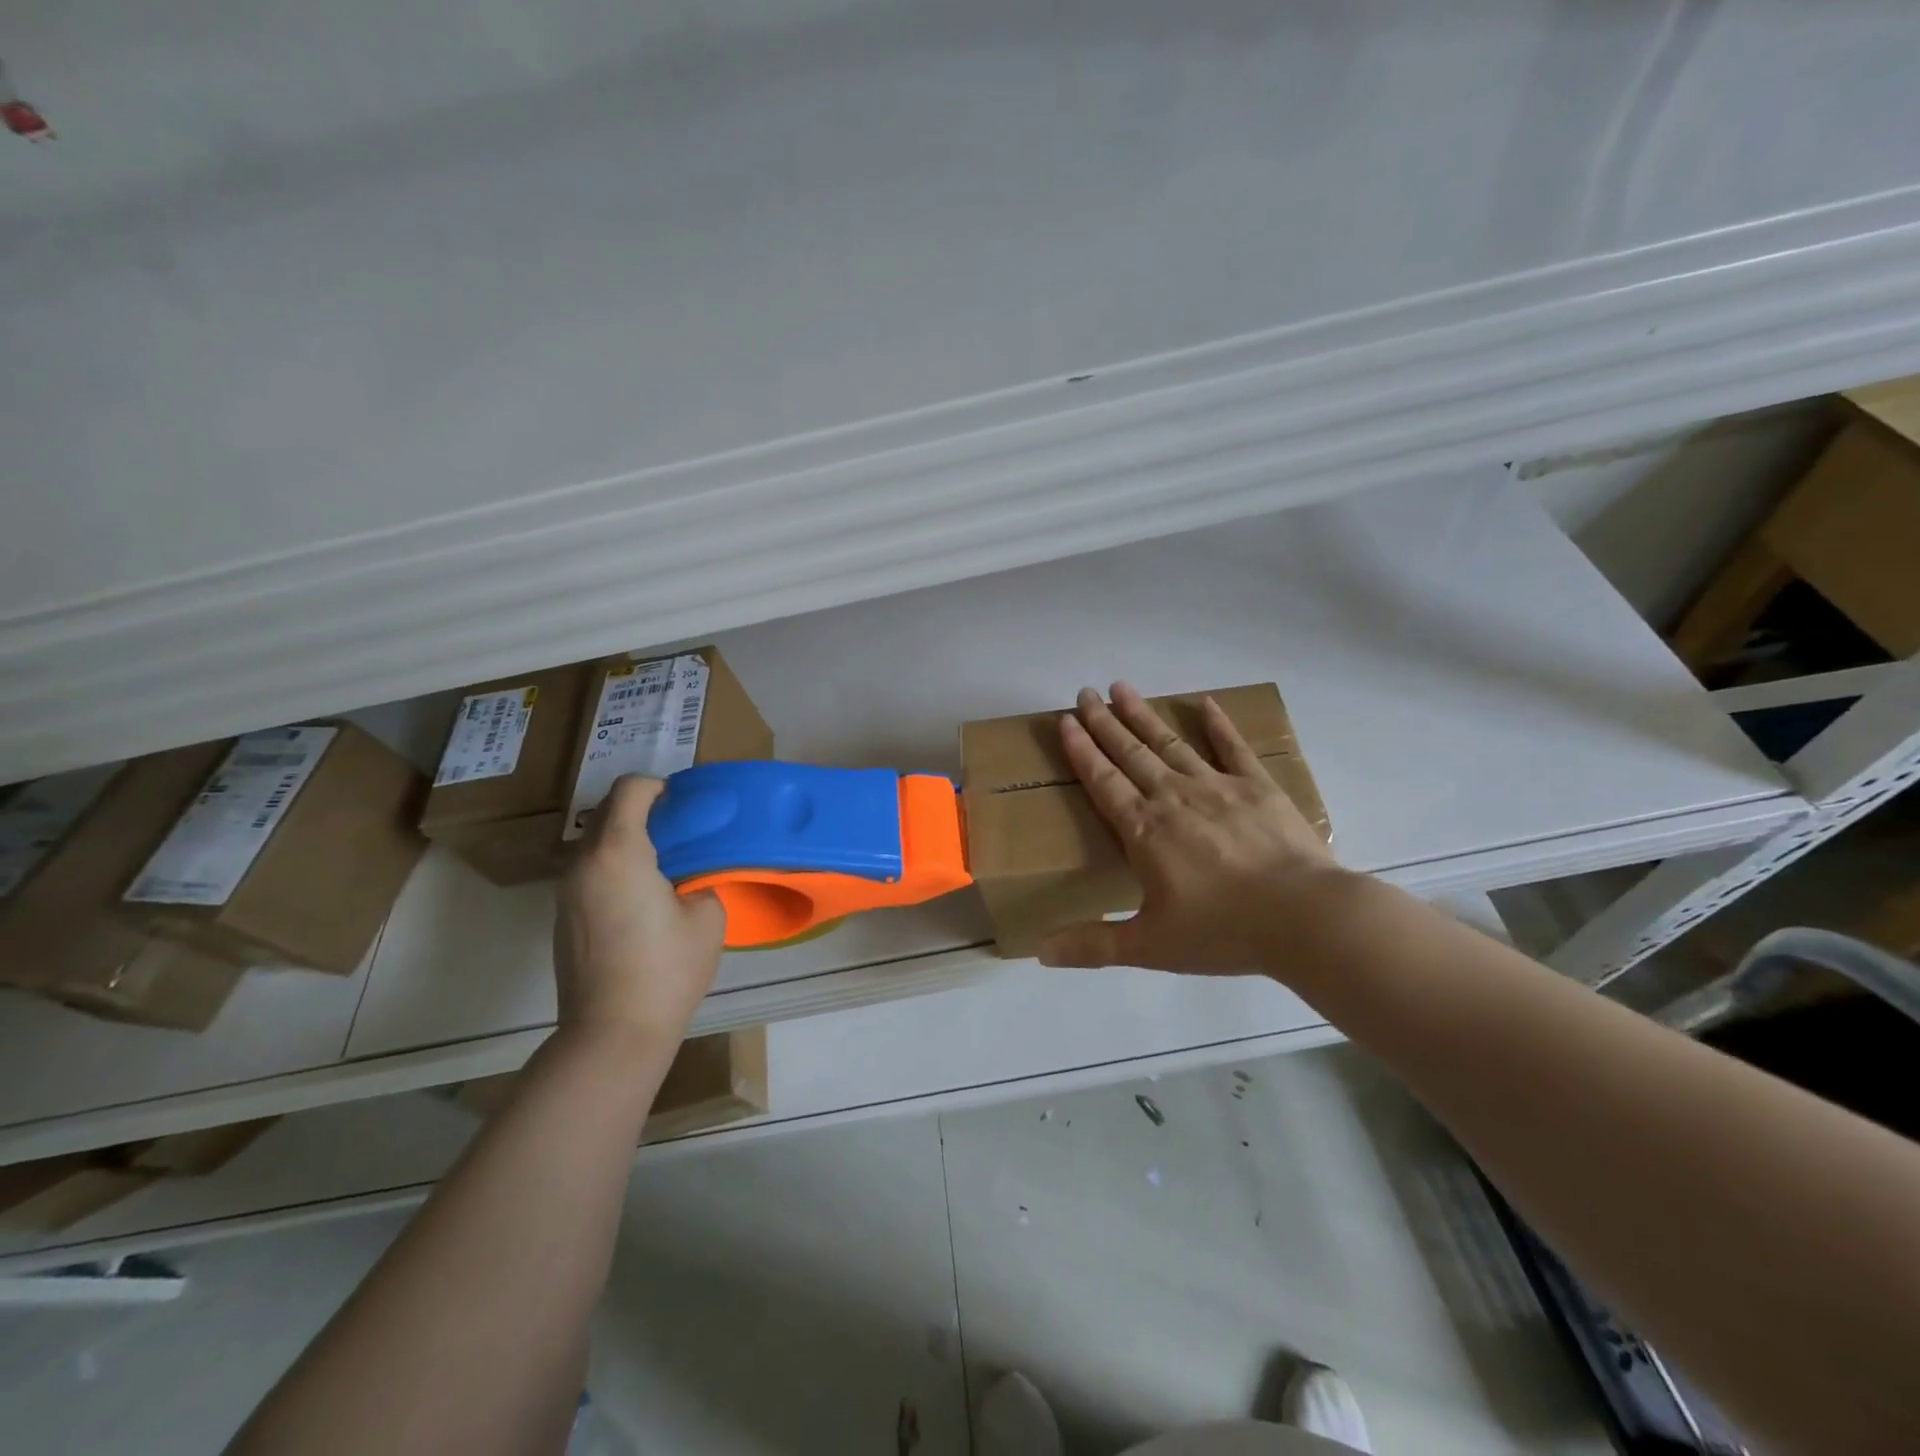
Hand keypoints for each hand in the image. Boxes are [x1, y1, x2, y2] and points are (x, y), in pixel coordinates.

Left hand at [554, 775, 725, 1041]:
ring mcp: (567, 892)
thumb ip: (700, 880)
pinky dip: (616, 869)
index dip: (660, 786)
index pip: (630, 789)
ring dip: (630, 842)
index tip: (686, 807)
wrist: (612, 1033)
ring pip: (597, 843)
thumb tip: (688, 878)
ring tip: (666, 870)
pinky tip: (644, 903)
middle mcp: (584, 863)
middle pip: (609, 812)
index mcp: (619, 853)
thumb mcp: (707, 917)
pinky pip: (591, 873)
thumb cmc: (666, 970)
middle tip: (683, 835)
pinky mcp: (563, 918)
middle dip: (646, 812)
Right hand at [1038, 682, 1340, 973]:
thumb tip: (1039, 952)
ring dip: (1143, 715)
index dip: (1081, 751)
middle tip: (1084, 692)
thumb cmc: (1222, 931)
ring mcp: (1217, 787)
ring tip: (1121, 688)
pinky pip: (1232, 748)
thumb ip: (1093, 945)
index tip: (1066, 721)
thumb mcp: (1150, 946)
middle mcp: (1174, 798)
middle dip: (1104, 723)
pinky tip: (1205, 703)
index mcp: (1144, 831)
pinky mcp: (1258, 787)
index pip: (1103, 782)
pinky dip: (1218, 725)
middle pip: (1130, 754)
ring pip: (1170, 744)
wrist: (1305, 918)